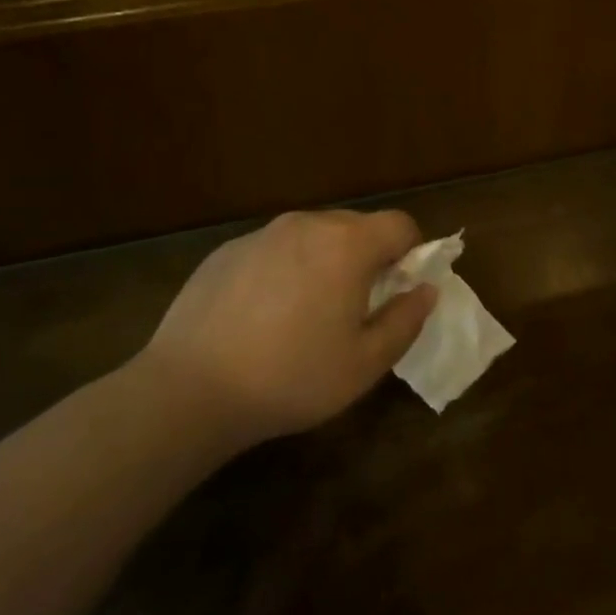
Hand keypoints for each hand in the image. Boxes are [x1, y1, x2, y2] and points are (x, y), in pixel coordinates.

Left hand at [131, 209, 436, 446]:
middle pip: (357, 226)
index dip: (411, 254)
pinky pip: (274, 249)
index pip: (400, 224)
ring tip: (306, 315)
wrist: (189, 390)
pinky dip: (285, 269)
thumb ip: (406, 320)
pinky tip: (263, 317)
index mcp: (347, 244)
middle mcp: (307, 224)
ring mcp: (262, 234)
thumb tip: (426, 290)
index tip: (399, 291)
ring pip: (313, 236)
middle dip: (369, 258)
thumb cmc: (291, 377)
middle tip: (356, 308)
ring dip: (325, 262)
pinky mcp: (226, 250)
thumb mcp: (365, 363)